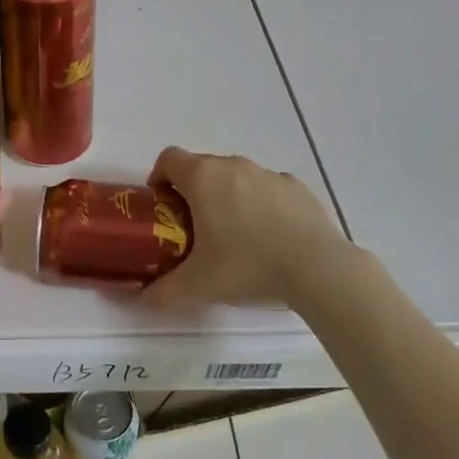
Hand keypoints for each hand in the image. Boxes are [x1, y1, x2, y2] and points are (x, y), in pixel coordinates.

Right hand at [141, 147, 349, 308]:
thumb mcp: (198, 285)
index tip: (162, 204)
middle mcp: (232, 165)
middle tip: (194, 228)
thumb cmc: (247, 264)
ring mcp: (267, 173)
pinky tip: (270, 235)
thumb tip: (141, 299)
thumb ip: (163, 291)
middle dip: (193, 191)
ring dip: (228, 196)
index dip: (159, 177)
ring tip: (235, 235)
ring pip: (236, 176)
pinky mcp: (295, 186)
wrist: (317, 267)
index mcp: (202, 178)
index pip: (168, 158)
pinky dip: (261, 204)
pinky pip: (267, 188)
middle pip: (201, 166)